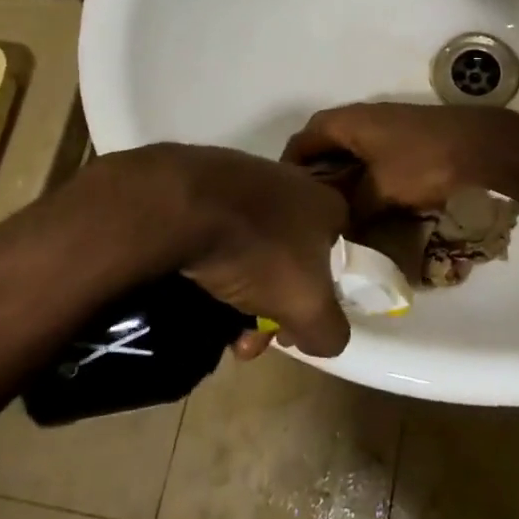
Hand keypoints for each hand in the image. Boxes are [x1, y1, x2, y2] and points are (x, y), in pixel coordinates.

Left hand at [55, 144, 351, 357]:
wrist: (184, 205)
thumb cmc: (261, 251)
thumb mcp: (308, 307)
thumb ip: (330, 331)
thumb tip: (326, 338)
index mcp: (326, 204)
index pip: (334, 256)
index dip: (318, 299)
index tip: (290, 329)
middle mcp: (293, 183)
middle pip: (289, 258)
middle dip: (270, 306)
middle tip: (245, 339)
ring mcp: (246, 178)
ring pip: (252, 248)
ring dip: (239, 290)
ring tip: (212, 324)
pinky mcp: (204, 181)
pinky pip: (218, 230)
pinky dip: (211, 260)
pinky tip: (193, 286)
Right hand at [281, 103, 518, 216]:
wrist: (478, 145)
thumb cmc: (422, 163)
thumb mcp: (380, 192)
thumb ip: (351, 210)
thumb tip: (335, 229)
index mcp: (346, 123)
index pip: (302, 141)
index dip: (288, 167)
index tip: (282, 198)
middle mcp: (360, 117)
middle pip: (324, 143)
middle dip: (315, 174)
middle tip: (307, 208)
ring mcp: (384, 124)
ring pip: (349, 150)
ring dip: (340, 175)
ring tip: (333, 208)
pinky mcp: (403, 135)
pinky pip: (369, 154)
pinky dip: (362, 174)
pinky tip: (366, 200)